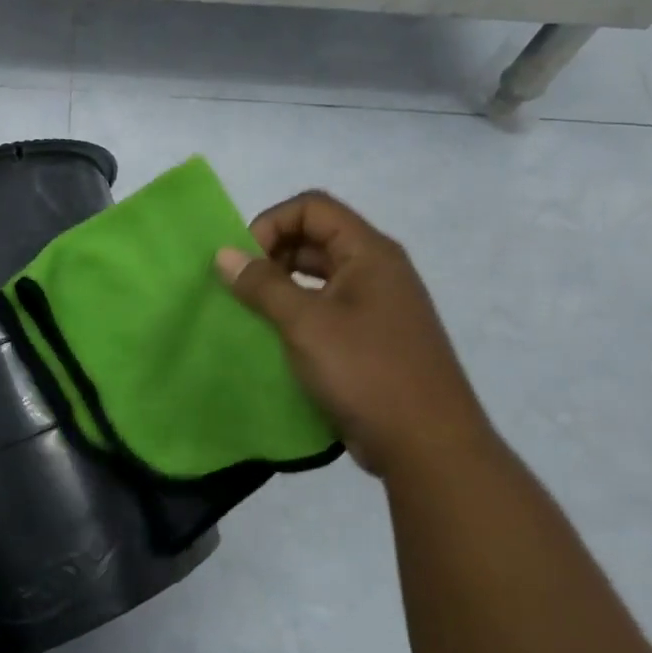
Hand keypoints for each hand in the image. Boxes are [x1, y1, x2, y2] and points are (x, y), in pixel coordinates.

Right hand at [215, 191, 494, 478]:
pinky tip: (275, 341)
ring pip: (318, 276)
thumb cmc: (367, 371)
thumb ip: (263, 284)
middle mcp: (376, 270)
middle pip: (315, 238)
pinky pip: (325, 310)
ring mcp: (376, 306)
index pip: (312, 207)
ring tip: (251, 314)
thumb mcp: (306, 323)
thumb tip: (224, 254)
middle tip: (241, 289)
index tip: (244, 261)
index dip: (272, 223)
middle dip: (272, 255)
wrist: (427, 445)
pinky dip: (296, 315)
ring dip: (281, 286)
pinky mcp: (370, 340)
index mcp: (369, 253)